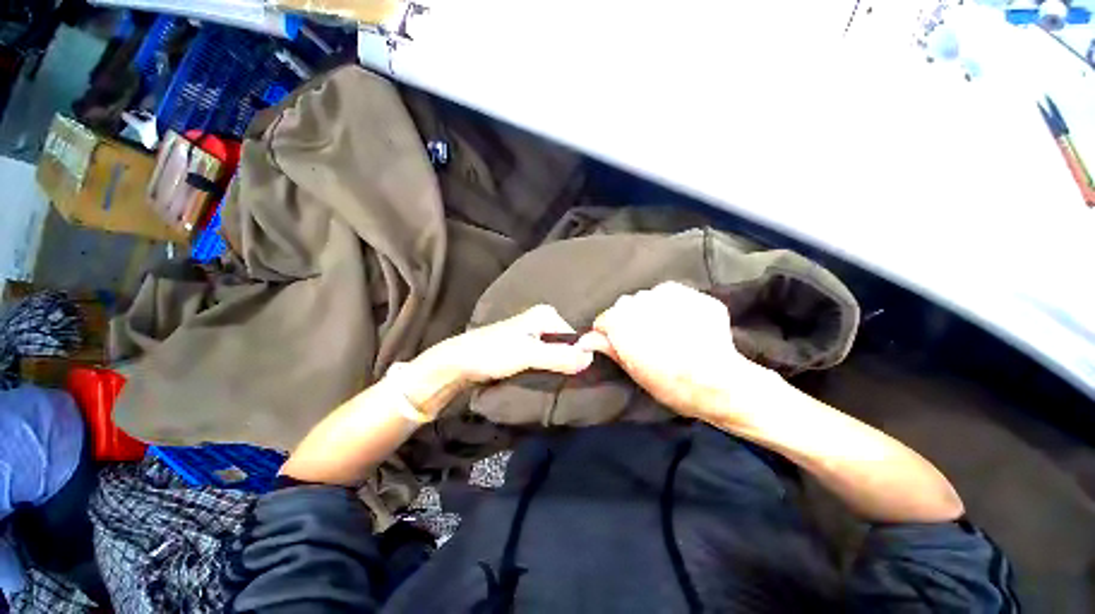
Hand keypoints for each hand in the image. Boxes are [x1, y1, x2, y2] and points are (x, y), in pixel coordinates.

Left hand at [419, 304, 594, 386]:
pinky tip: (547, 380)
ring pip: (556, 353)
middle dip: (569, 362)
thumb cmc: (492, 354)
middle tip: (568, 383)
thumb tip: (591, 359)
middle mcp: (542, 320)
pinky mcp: (526, 348)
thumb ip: (558, 356)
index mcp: (546, 315)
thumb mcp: (528, 355)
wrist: (458, 363)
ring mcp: (533, 335)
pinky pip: (546, 358)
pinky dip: (548, 369)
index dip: (579, 356)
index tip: (579, 377)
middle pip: (566, 345)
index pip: (576, 337)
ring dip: (558, 368)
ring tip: (558, 383)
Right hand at [578, 282, 776, 420]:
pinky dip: (673, 306)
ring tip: (667, 330)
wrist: (720, 382)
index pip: (604, 320)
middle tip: (646, 340)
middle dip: (630, 320)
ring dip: (651, 310)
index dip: (609, 334)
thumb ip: (608, 348)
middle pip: (625, 306)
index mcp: (621, 320)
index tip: (619, 345)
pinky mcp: (692, 293)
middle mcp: (640, 301)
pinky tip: (684, 323)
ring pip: (649, 298)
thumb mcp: (633, 370)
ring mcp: (668, 294)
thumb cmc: (670, 383)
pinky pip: (673, 295)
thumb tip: (584, 339)